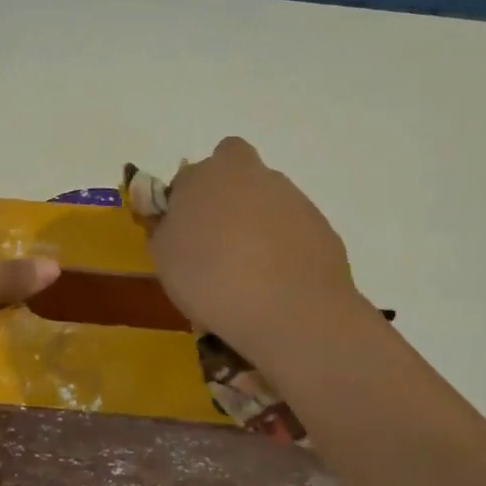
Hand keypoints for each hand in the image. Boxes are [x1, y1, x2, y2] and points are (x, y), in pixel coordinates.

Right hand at [147, 137, 366, 363]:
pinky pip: (292, 231)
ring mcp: (293, 199)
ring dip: (256, 224)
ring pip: (267, 201)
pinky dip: (283, 248)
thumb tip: (175, 221)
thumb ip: (166, 228)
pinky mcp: (321, 227)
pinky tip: (274, 283)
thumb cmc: (211, 278)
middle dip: (226, 198)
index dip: (185, 200)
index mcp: (209, 174)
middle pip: (236, 174)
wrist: (290, 311)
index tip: (183, 231)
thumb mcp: (164, 257)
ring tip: (247, 273)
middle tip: (216, 241)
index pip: (190, 175)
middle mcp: (254, 175)